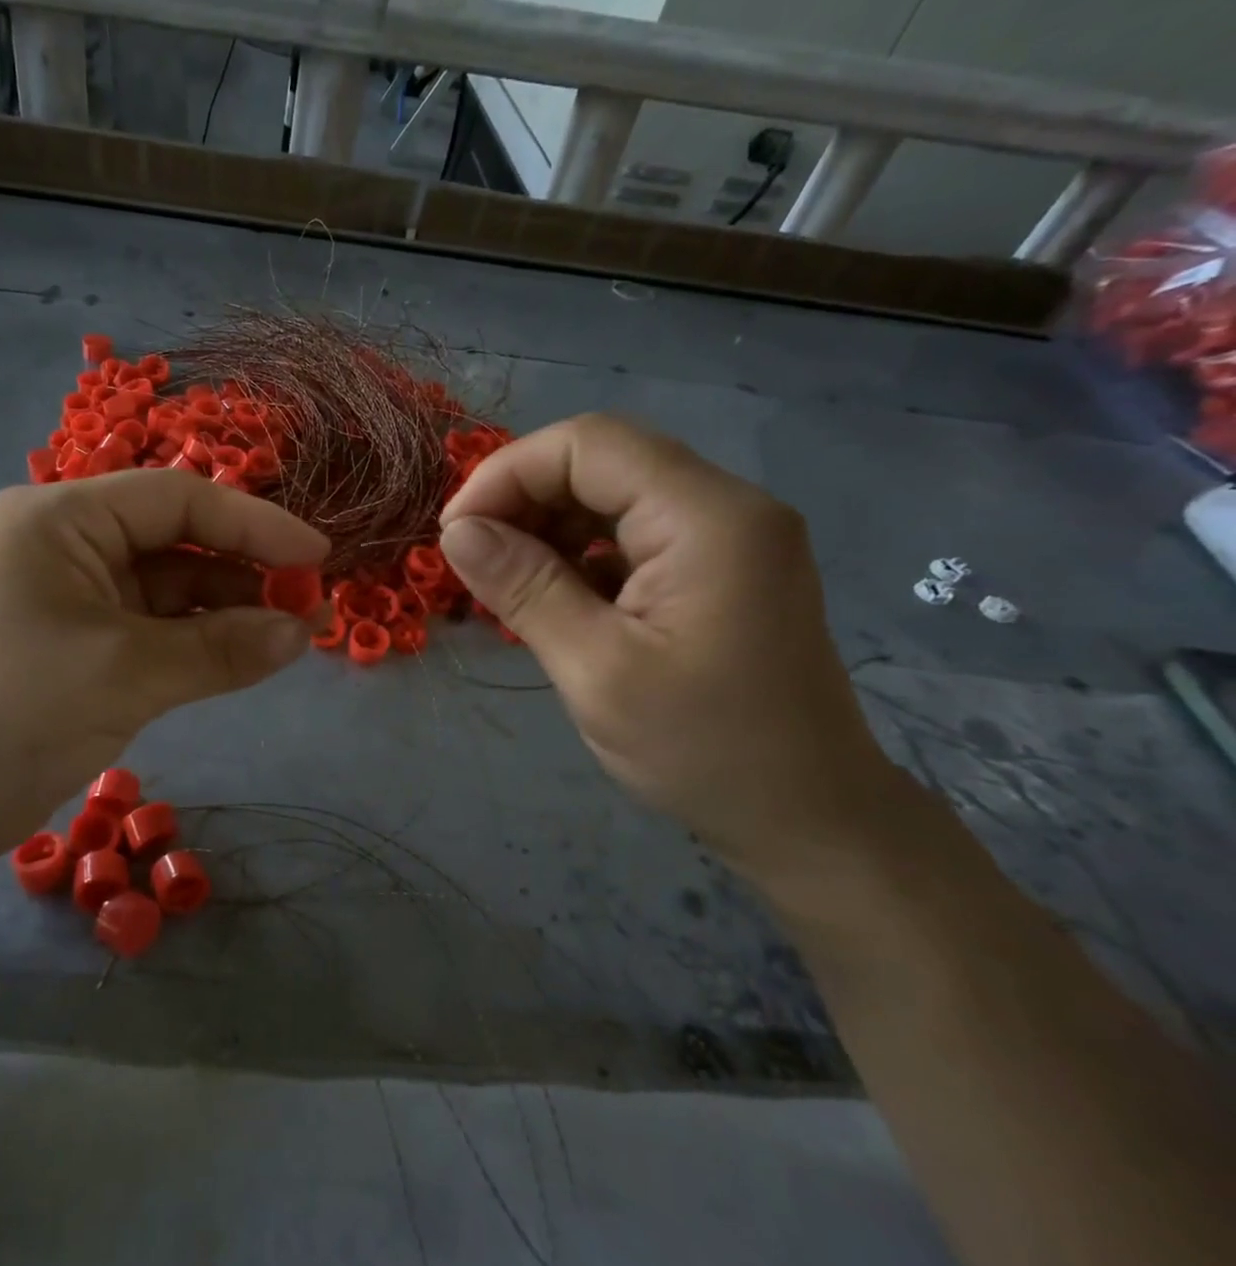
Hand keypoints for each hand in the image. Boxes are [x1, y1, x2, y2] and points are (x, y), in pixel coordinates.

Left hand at [0, 470, 327, 867]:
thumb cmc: (16, 715)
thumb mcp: (129, 674)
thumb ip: (223, 647)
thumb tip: (304, 632)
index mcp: (60, 518)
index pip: (177, 499)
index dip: (255, 524)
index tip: (318, 555)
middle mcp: (65, 541)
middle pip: (176, 539)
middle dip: (245, 570)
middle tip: (312, 603)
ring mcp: (72, 592)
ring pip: (170, 586)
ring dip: (229, 609)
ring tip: (293, 634)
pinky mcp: (79, 639)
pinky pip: (154, 625)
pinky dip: (199, 640)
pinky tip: (247, 653)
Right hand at [439, 414, 899, 883]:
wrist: (810, 820)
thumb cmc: (704, 751)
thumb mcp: (596, 671)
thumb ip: (525, 588)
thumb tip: (456, 532)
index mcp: (707, 518)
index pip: (588, 445)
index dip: (507, 474)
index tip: (455, 535)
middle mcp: (725, 507)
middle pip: (602, 461)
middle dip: (523, 498)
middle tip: (471, 559)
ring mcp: (727, 536)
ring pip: (613, 494)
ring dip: (547, 526)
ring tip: (503, 580)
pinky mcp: (719, 568)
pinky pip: (634, 532)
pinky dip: (580, 552)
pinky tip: (551, 596)